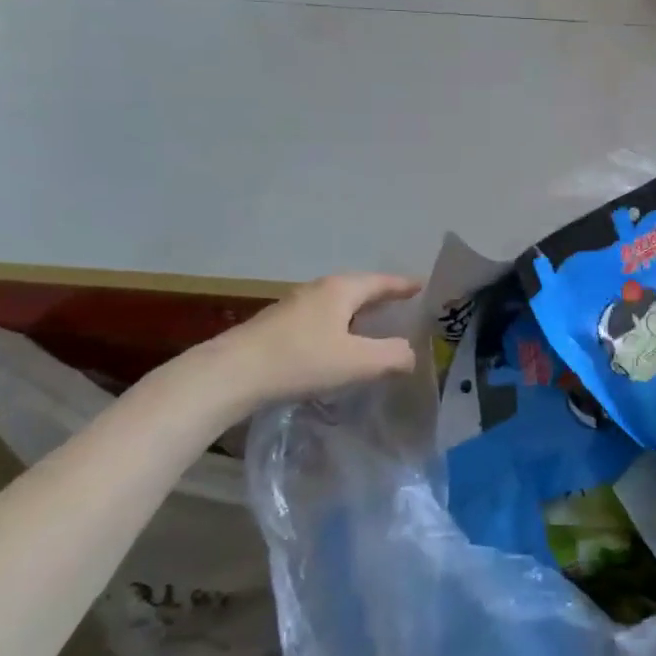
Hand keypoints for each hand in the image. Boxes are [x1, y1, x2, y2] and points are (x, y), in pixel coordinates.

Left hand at [219, 273, 419, 405]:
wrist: (232, 373)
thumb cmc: (301, 360)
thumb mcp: (356, 362)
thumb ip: (392, 356)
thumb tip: (411, 354)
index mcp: (341, 290)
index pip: (381, 282)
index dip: (403, 285)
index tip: (422, 285)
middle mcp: (318, 290)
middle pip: (358, 288)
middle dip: (381, 296)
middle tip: (402, 305)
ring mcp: (294, 306)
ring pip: (336, 304)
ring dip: (357, 312)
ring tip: (372, 326)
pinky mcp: (277, 326)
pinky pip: (320, 318)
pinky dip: (337, 325)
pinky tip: (336, 345)